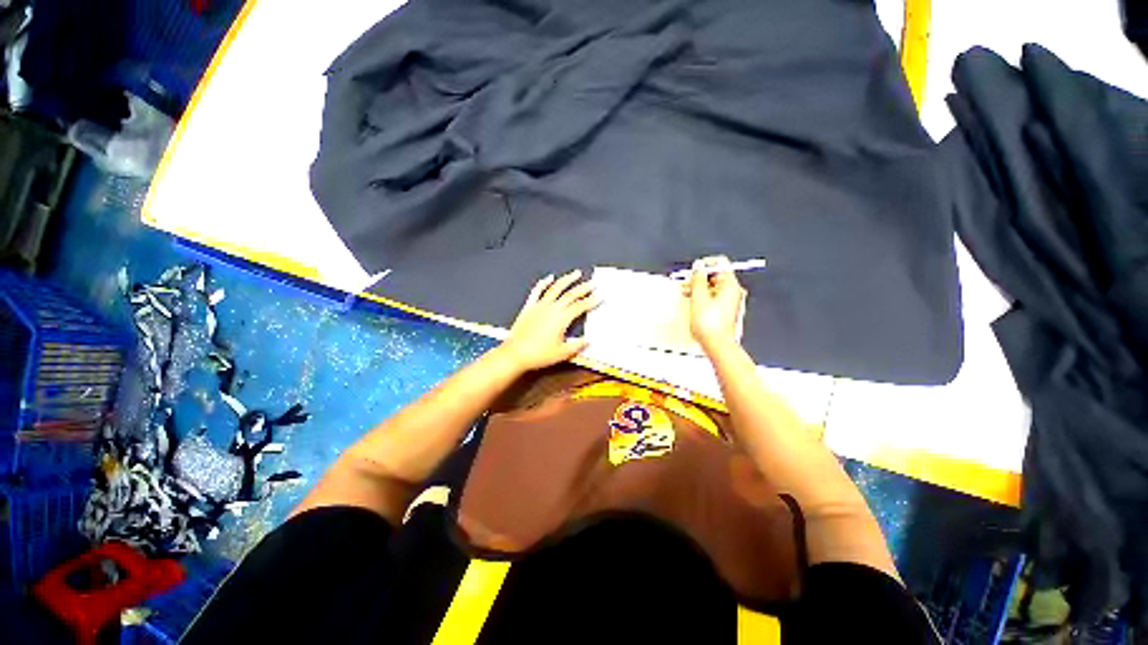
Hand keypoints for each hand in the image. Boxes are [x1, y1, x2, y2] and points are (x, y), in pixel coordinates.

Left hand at [499, 270, 599, 372]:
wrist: (515, 353)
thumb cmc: (539, 354)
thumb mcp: (562, 353)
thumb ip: (576, 345)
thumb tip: (588, 341)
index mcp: (562, 318)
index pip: (580, 306)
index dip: (591, 301)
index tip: (600, 296)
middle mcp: (552, 308)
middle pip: (570, 294)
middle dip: (583, 288)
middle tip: (593, 283)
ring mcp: (540, 305)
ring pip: (555, 288)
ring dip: (567, 279)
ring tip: (576, 273)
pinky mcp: (529, 306)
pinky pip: (537, 291)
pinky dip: (543, 283)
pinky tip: (549, 277)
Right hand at [682, 256, 745, 352]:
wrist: (717, 345)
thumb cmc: (711, 325)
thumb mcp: (698, 297)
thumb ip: (698, 279)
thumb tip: (698, 266)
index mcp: (730, 285)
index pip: (720, 264)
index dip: (705, 265)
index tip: (693, 271)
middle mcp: (733, 292)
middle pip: (715, 276)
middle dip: (699, 278)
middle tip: (686, 284)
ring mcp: (729, 302)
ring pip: (712, 288)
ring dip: (698, 288)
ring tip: (685, 293)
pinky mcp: (724, 311)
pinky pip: (712, 298)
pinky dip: (702, 297)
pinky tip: (692, 302)